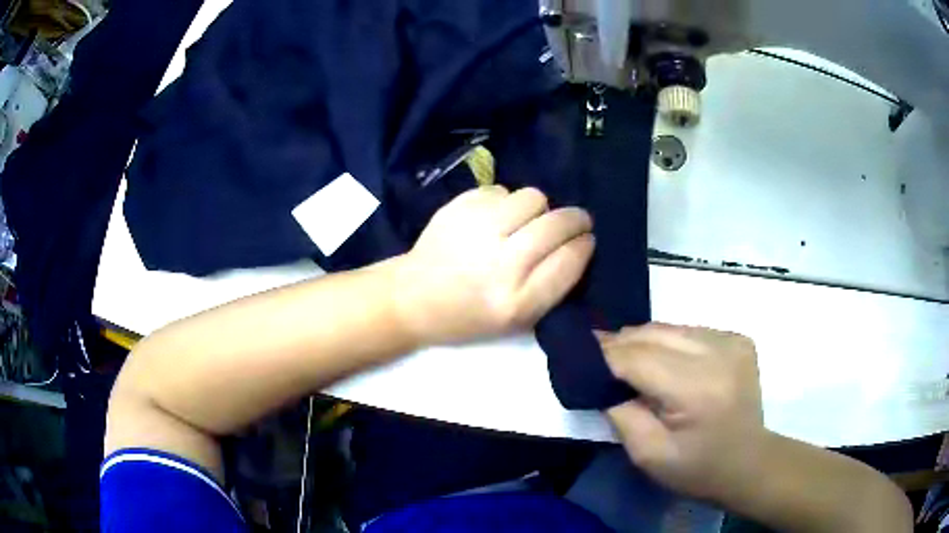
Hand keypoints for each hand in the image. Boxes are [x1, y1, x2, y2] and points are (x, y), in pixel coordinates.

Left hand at [393, 186, 593, 345]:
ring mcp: (478, 230)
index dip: (584, 244)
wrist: (414, 297)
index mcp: (517, 302)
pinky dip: (506, 202)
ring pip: (533, 198)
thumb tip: (578, 243)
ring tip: (527, 221)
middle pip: (557, 224)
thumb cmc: (469, 315)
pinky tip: (495, 218)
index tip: (586, 239)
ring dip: (539, 208)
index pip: (570, 260)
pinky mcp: (458, 208)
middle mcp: (500, 264)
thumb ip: (552, 286)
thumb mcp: (517, 321)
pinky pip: (502, 190)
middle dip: (576, 219)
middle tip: (575, 220)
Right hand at [600, 324, 766, 503]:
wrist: (749, 463)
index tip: (578, 352)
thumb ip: (620, 413)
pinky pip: (691, 331)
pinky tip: (665, 362)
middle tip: (597, 355)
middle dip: (622, 343)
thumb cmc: (697, 468)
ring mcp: (732, 341)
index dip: (605, 354)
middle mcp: (717, 353)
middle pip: (655, 333)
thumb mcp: (648, 455)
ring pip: (672, 327)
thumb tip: (602, 378)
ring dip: (645, 341)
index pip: (638, 357)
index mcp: (696, 388)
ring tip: (627, 358)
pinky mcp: (738, 339)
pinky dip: (671, 342)